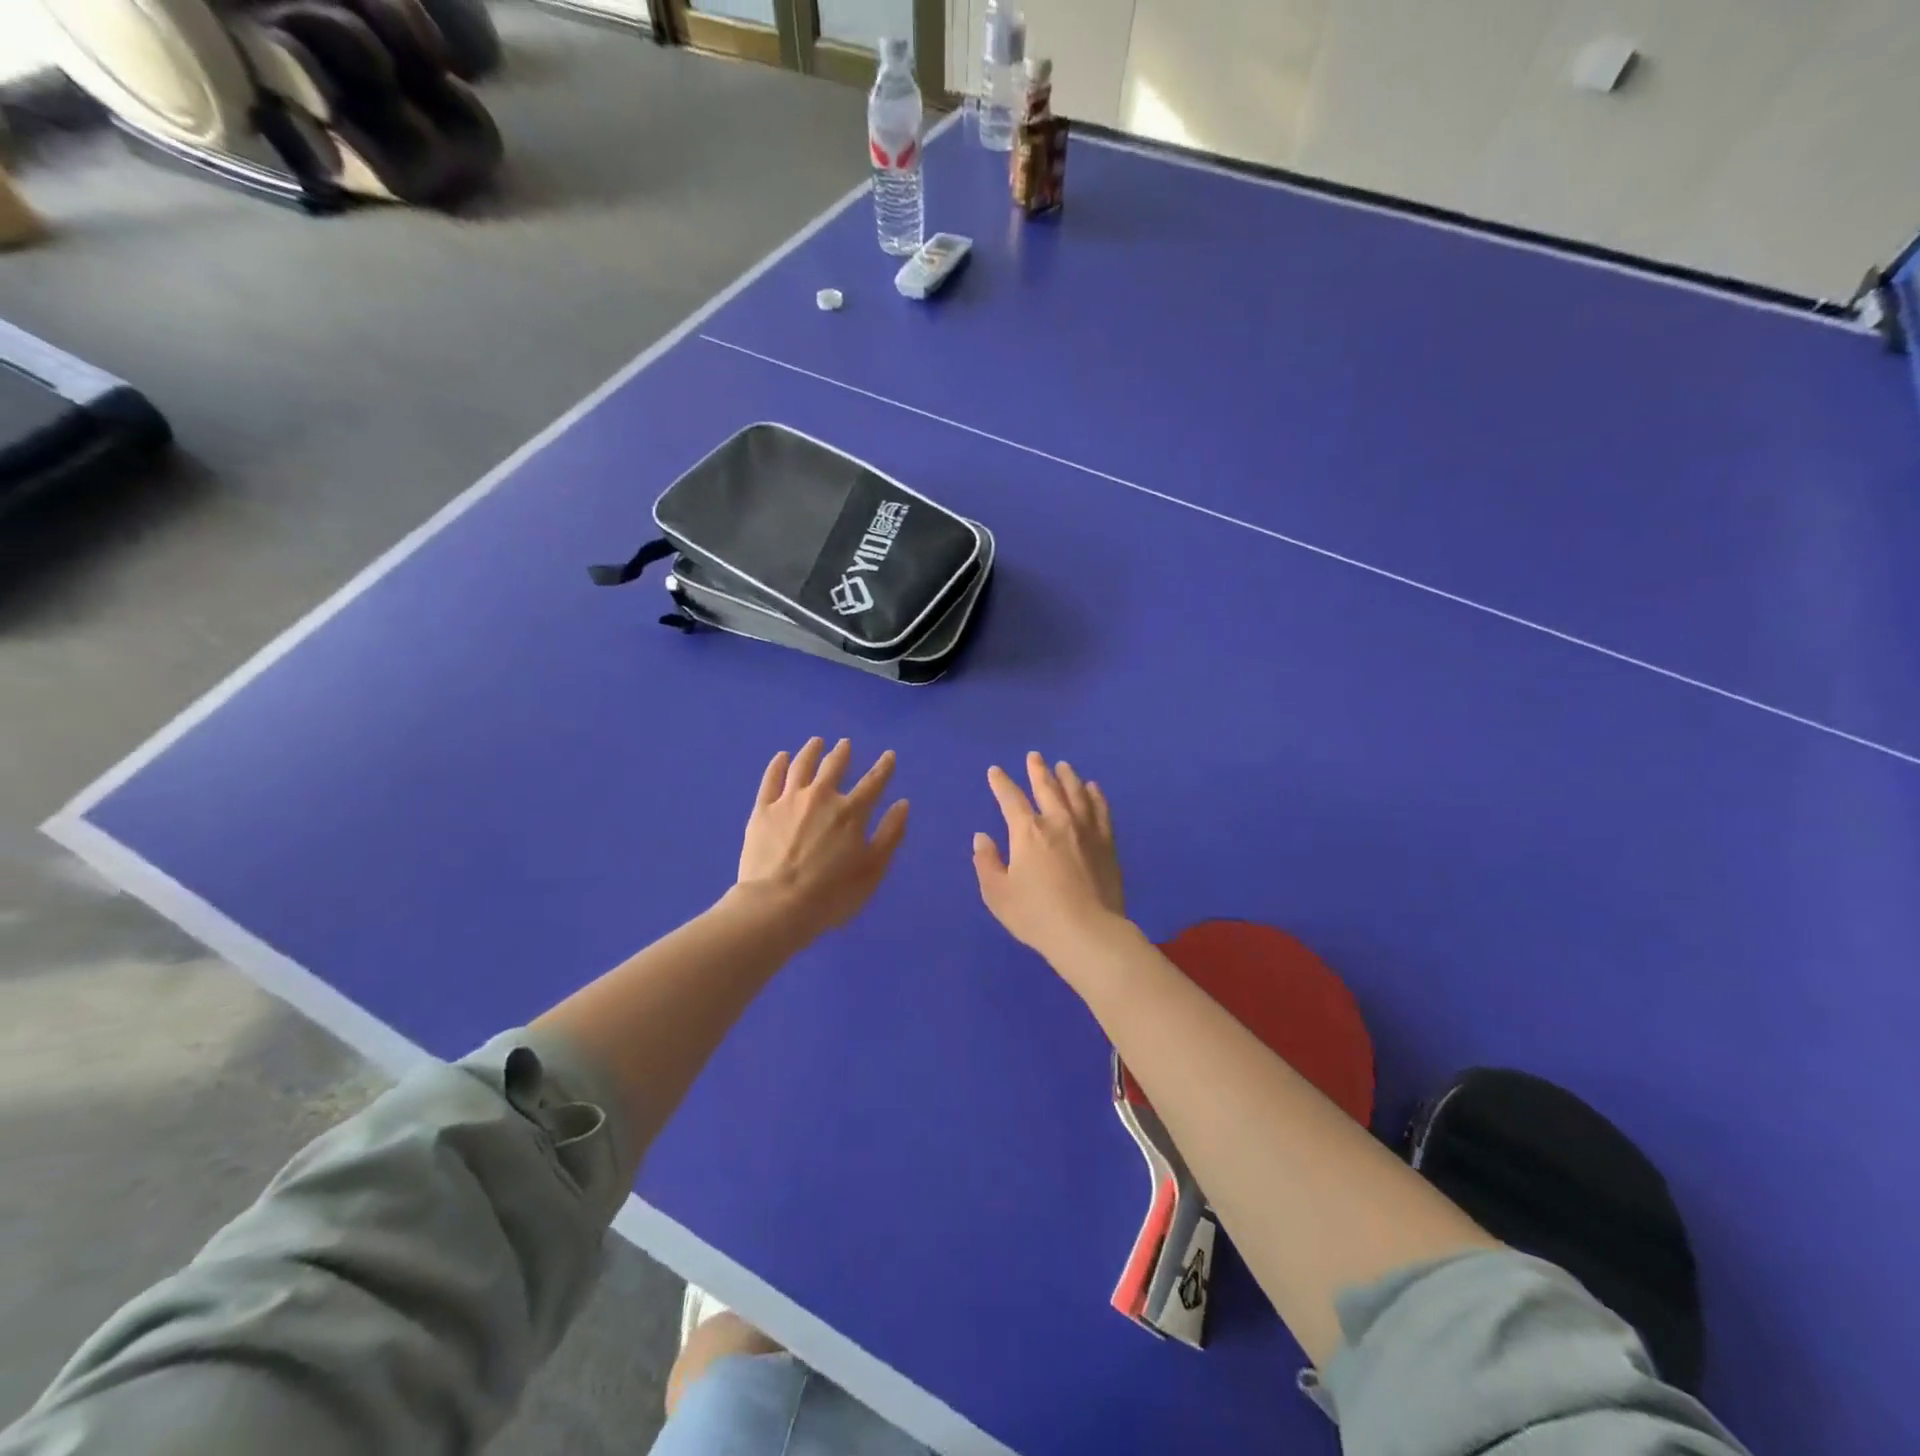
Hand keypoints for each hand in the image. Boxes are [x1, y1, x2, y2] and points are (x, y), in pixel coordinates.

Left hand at [737, 738, 909, 937]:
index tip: (889, 755)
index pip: (873, 782)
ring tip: (816, 742)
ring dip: (811, 752)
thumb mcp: (872, 870)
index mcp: (851, 812)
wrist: (777, 905)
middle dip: (842, 753)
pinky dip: (777, 765)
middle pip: (834, 767)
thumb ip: (890, 834)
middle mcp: (821, 797)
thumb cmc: (832, 894)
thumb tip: (902, 804)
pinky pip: (771, 779)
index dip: (884, 767)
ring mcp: (789, 801)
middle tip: (845, 744)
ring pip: (802, 766)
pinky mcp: (762, 810)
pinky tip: (781, 757)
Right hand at [973, 752, 1125, 961]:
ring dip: (1068, 777)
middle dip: (1038, 770)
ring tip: (1063, 766)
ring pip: (1076, 793)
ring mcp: (1086, 831)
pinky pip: (1101, 810)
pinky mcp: (1107, 844)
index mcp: (1027, 831)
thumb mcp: (997, 893)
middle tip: (1034, 756)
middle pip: (1047, 787)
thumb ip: (986, 862)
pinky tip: (1093, 788)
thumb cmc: (1035, 914)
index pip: (1010, 799)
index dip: (1001, 783)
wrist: (1087, 932)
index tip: (995, 771)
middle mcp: (1057, 822)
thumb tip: (982, 837)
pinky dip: (1095, 796)